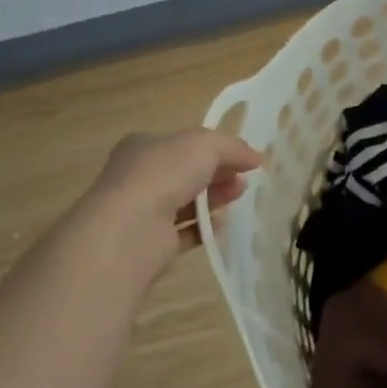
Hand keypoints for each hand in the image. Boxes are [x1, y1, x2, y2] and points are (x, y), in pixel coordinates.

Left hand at [79, 128, 262, 274]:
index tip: (242, 157)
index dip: (215, 148)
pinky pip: (183, 232)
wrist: (131, 229)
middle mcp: (140, 177)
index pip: (183, 143)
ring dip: (215, 197)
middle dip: (218, 172)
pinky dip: (204, 227)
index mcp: (143, 146)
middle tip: (244, 177)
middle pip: (187, 172)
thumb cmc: (164, 173)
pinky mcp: (151, 243)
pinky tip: (222, 222)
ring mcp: (143, 211)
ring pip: (186, 201)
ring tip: (239, 194)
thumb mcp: (206, 144)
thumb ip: (233, 147)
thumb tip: (255, 157)